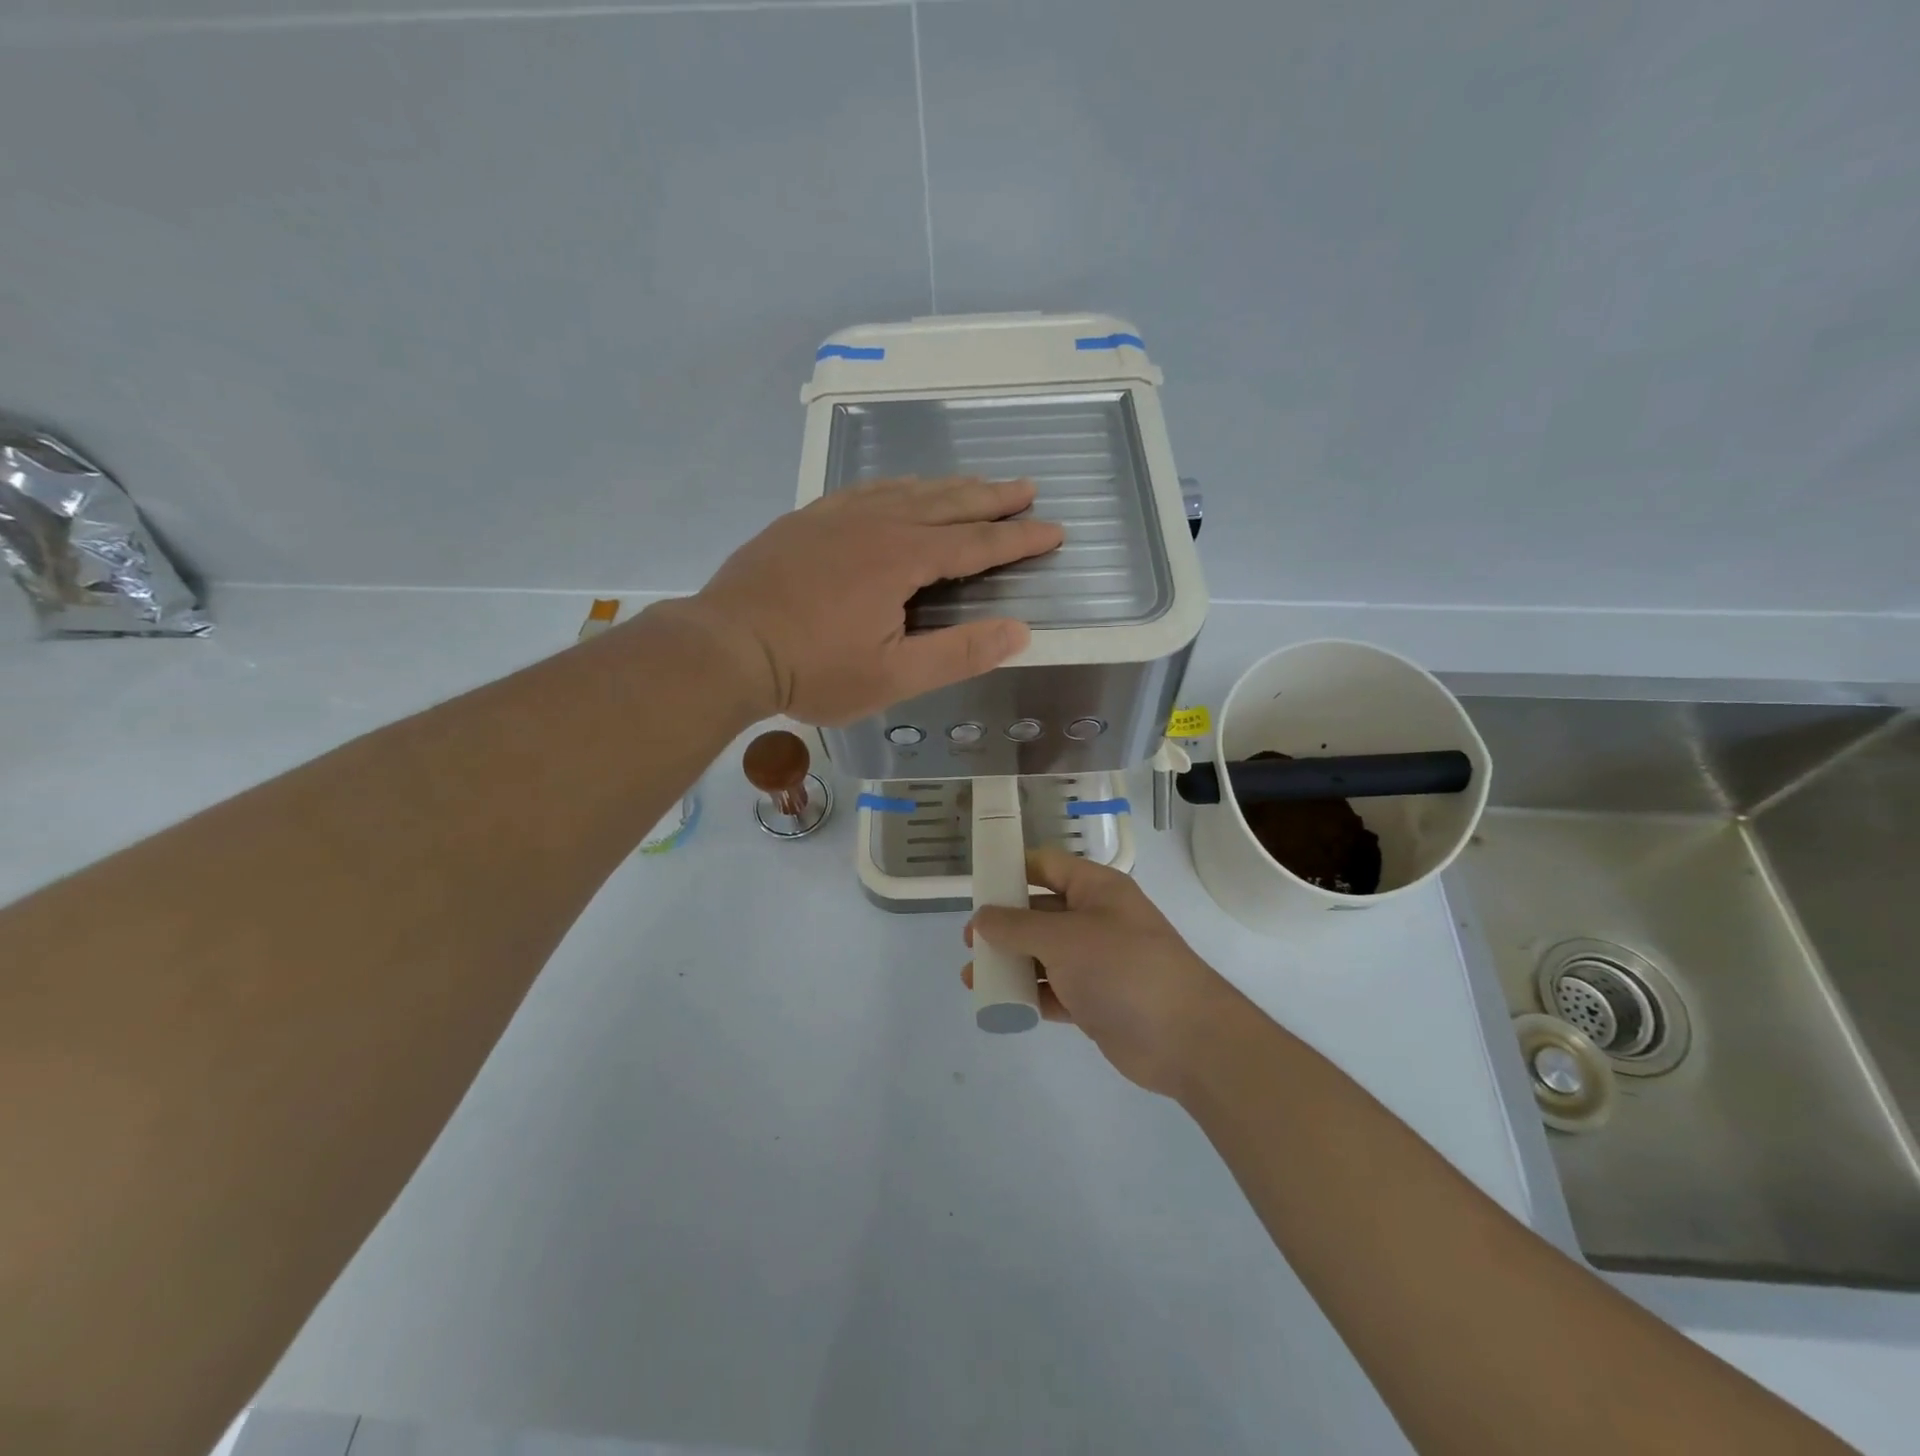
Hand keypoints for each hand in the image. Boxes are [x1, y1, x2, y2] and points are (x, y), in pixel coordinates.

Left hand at [662, 477, 1062, 725]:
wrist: (726, 647)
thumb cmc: (813, 670)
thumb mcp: (894, 676)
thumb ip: (959, 653)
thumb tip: (1019, 631)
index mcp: (902, 558)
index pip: (976, 543)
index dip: (1018, 538)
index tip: (1054, 530)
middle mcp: (875, 523)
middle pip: (946, 503)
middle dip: (991, 498)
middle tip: (1027, 488)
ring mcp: (836, 516)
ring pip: (905, 489)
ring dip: (948, 487)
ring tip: (976, 484)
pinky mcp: (805, 520)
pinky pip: (864, 490)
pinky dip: (896, 486)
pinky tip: (898, 490)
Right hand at [965, 849, 1239, 1097]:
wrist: (1186, 1038)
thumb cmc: (1123, 969)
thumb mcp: (1063, 939)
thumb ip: (1017, 926)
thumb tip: (981, 917)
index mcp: (1095, 889)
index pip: (1047, 866)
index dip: (1012, 871)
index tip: (977, 887)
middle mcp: (1096, 919)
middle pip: (1040, 912)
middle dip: (1004, 926)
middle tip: (970, 944)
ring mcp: (1097, 961)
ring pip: (1044, 955)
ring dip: (1011, 964)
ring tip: (973, 979)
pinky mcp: (1096, 1000)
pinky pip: (1054, 990)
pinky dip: (1030, 995)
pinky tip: (1002, 1005)